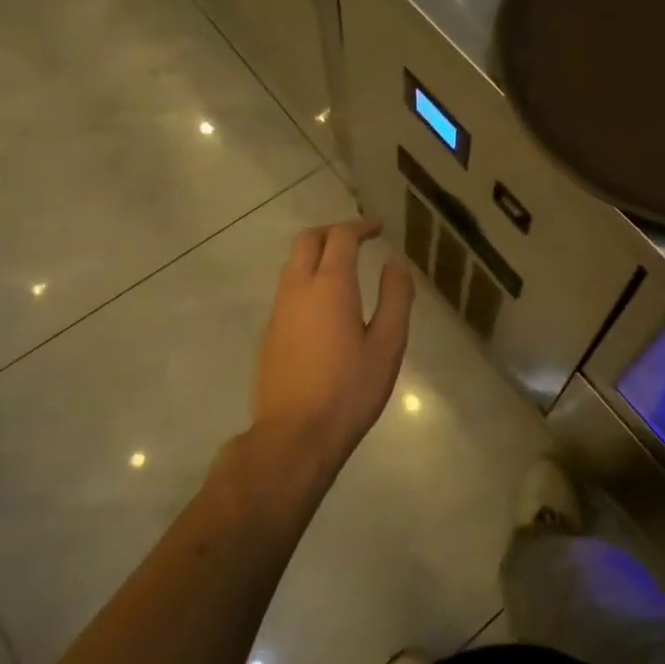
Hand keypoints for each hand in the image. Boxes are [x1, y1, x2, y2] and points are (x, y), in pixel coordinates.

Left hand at [253, 221, 414, 478]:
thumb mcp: (388, 344)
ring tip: (344, 269)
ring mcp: (278, 311)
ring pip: (292, 265)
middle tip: (358, 239)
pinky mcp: (269, 334)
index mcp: (330, 285)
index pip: (340, 236)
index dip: (360, 226)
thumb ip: (395, 297)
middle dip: (333, 231)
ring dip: (316, 255)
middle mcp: (297, 289)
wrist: (294, 437)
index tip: (378, 229)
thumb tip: (395, 261)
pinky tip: (325, 306)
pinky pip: (287, 290)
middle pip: (307, 241)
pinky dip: (306, 280)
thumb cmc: (350, 390)